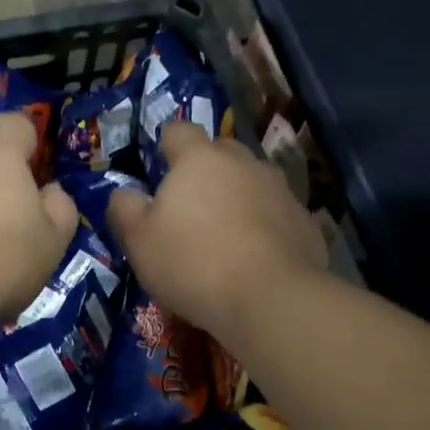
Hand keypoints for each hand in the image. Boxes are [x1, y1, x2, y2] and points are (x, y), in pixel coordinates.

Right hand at [107, 121, 327, 343]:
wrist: (273, 299)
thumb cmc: (194, 263)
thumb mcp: (139, 241)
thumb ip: (125, 209)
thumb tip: (124, 193)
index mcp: (199, 158)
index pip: (178, 130)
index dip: (166, 144)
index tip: (160, 168)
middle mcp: (242, 162)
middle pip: (219, 152)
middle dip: (205, 170)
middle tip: (190, 206)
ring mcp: (278, 188)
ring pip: (250, 181)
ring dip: (236, 197)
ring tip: (224, 233)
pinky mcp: (304, 219)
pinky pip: (275, 212)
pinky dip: (263, 225)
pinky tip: (255, 256)